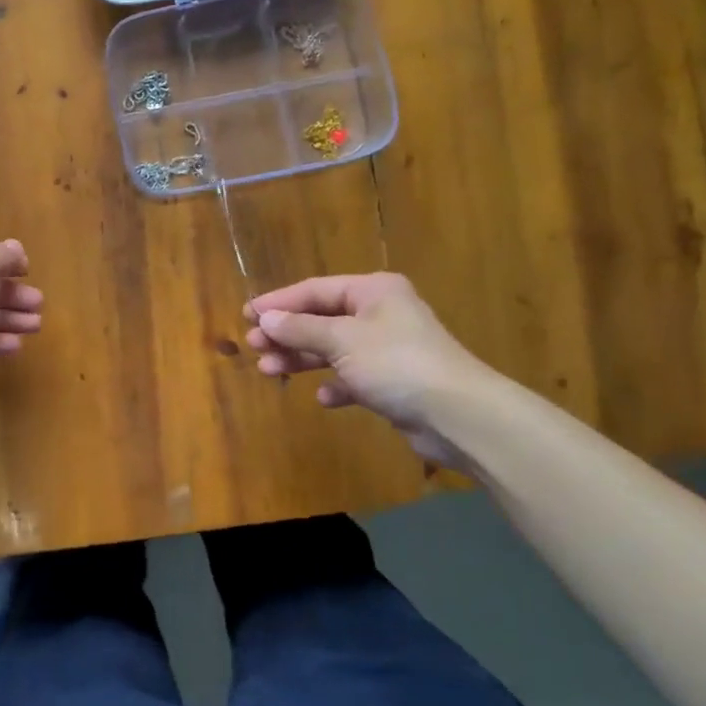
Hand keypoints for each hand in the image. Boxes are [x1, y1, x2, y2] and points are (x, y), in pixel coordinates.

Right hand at [244, 273, 498, 470]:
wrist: (458, 415)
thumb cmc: (396, 363)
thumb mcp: (341, 340)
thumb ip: (300, 329)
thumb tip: (265, 319)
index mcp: (372, 291)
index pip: (314, 290)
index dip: (279, 302)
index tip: (247, 315)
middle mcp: (380, 314)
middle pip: (321, 319)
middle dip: (286, 334)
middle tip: (253, 347)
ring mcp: (387, 348)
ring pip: (333, 348)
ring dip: (302, 359)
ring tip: (270, 371)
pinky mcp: (393, 382)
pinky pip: (353, 377)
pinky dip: (335, 384)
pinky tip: (323, 397)